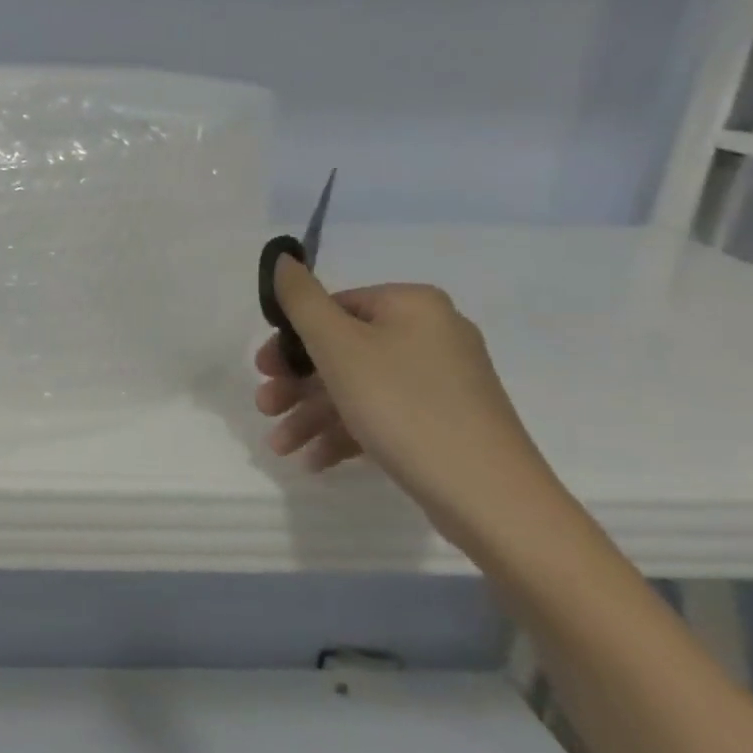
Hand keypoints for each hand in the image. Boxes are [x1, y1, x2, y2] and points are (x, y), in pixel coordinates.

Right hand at [254, 256, 562, 546]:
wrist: (488, 495)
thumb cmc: (403, 406)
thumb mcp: (338, 346)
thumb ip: (301, 299)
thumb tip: (282, 257)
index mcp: (412, 305)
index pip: (334, 307)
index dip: (292, 339)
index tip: (263, 371)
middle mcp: (431, 333)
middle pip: (341, 350)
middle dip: (296, 384)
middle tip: (265, 407)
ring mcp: (440, 380)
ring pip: (356, 387)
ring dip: (310, 415)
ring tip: (280, 447)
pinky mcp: (442, 420)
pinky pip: (380, 414)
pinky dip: (343, 433)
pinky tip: (313, 461)